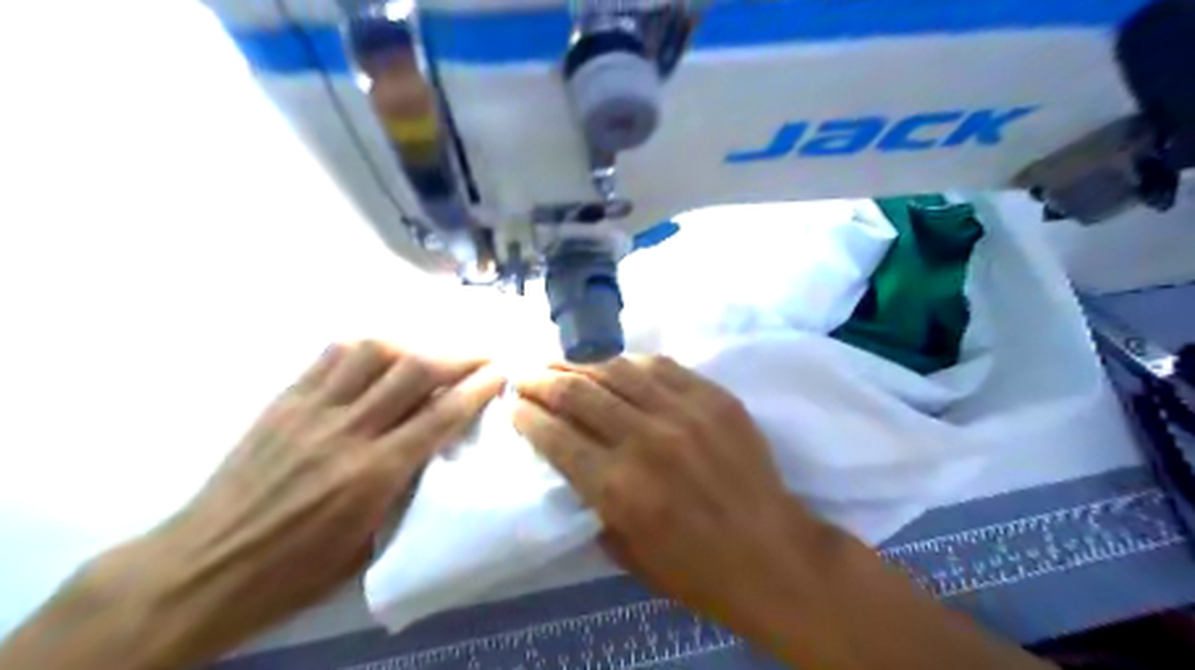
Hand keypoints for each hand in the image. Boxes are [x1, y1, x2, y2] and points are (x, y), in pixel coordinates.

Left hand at [129, 344, 499, 666]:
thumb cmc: (294, 571)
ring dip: (414, 345)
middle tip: (482, 354)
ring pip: (373, 351)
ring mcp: (312, 410)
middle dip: (459, 355)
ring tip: (431, 354)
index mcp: (373, 474)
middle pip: (414, 370)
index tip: (501, 371)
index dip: (478, 387)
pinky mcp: (284, 401)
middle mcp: (347, 431)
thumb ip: (406, 488)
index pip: (441, 414)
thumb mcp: (369, 543)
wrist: (203, 569)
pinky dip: (367, 348)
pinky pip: (331, 356)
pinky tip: (380, 357)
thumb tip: (433, 448)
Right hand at [511, 357, 832, 632]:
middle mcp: (645, 439)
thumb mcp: (624, 551)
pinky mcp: (714, 397)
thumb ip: (591, 501)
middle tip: (526, 375)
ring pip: (617, 369)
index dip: (527, 416)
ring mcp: (684, 412)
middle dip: (541, 380)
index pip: (555, 435)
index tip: (514, 406)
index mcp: (618, 487)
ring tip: (562, 362)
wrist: (771, 554)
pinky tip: (614, 364)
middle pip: (578, 392)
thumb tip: (570, 460)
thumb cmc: (694, 569)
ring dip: (580, 363)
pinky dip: (629, 363)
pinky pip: (661, 366)